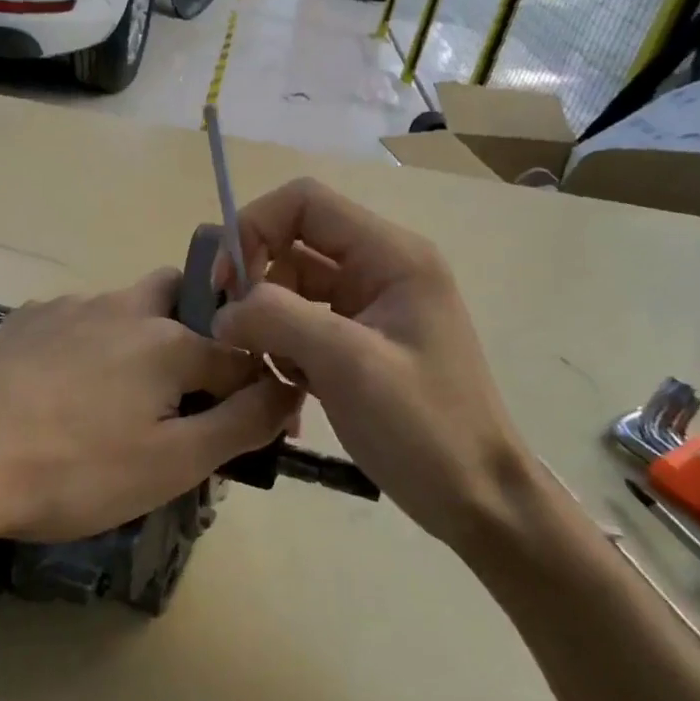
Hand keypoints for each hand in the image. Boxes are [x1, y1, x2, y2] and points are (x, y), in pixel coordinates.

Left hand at [0, 270, 299, 546]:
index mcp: (168, 340)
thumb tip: (288, 388)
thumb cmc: (74, 472)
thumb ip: (240, 423)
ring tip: (120, 399)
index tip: (256, 426)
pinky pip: (79, 319)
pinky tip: (65, 390)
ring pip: (128, 307)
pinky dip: (92, 343)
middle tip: (185, 390)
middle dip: (199, 331)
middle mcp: (124, 307)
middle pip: (182, 297)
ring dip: (144, 338)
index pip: (240, 352)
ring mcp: (70, 307)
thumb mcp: (171, 464)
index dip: (258, 388)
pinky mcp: (26, 319)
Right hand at [211, 179, 535, 550]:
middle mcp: (380, 268)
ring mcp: (371, 306)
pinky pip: (303, 323)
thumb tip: (224, 310)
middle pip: (294, 243)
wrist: (476, 497)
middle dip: (254, 279)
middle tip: (231, 329)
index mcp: (391, 255)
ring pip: (293, 286)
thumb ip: (279, 318)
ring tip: (260, 366)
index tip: (226, 283)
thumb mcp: (349, 364)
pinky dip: (282, 346)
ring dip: (266, 320)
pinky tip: (285, 385)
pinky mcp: (360, 341)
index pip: (304, 203)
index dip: (254, 228)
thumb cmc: (424, 427)